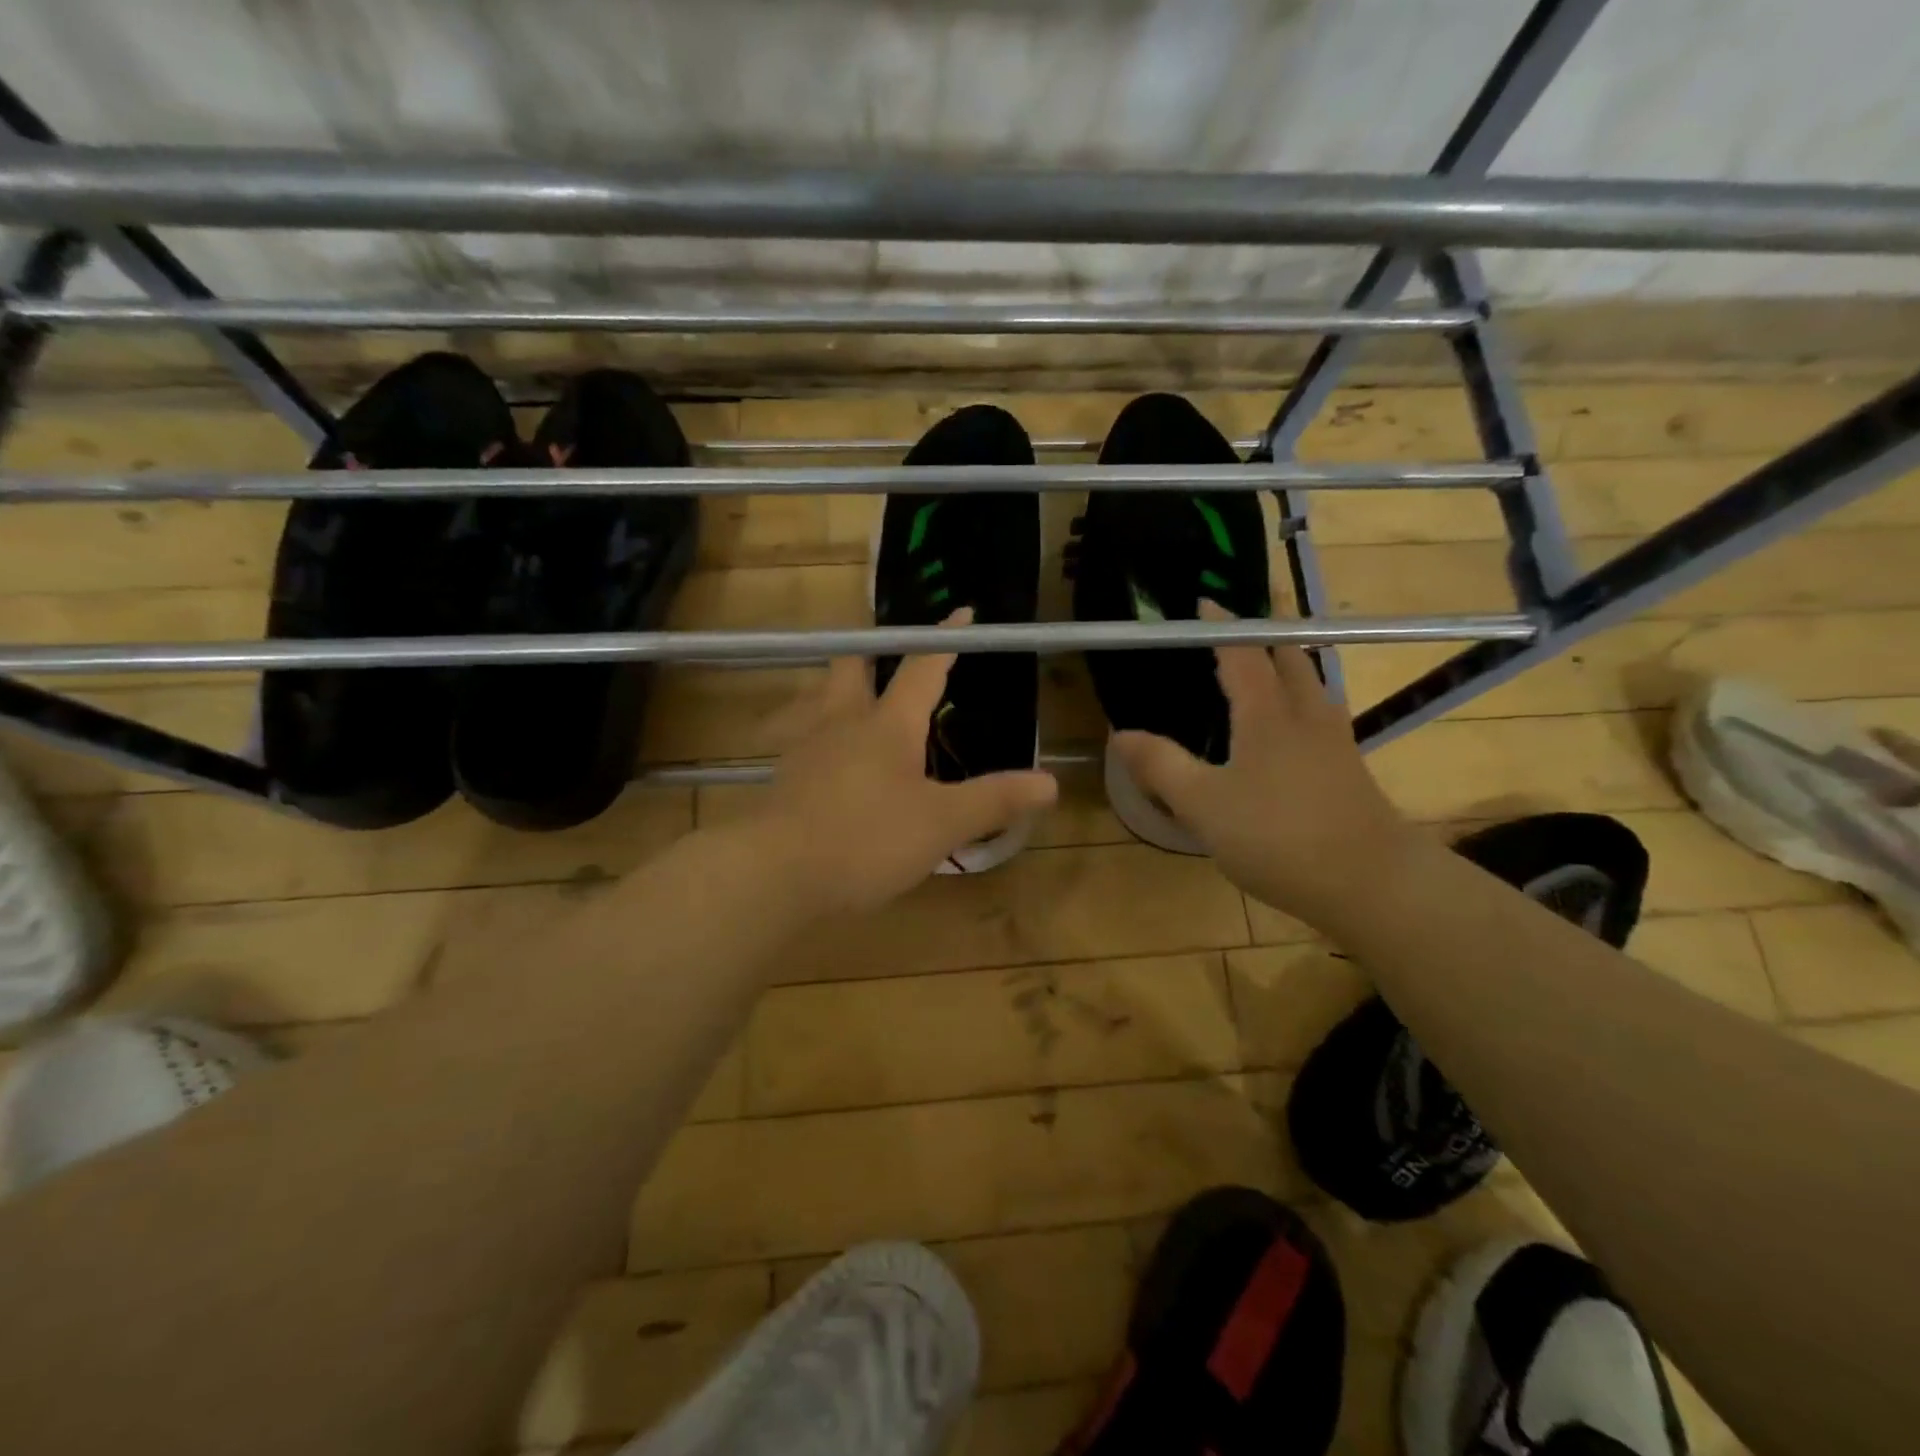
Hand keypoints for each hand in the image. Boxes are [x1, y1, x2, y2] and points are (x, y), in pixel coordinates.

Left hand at [756, 610, 1058, 914]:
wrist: (775, 873)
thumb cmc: (866, 839)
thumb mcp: (942, 823)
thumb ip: (995, 800)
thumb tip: (1050, 782)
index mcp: (888, 724)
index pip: (922, 667)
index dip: (945, 639)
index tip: (961, 612)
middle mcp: (842, 722)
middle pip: (851, 666)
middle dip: (872, 651)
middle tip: (889, 652)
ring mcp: (805, 747)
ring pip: (820, 697)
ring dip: (839, 687)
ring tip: (857, 698)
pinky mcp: (784, 778)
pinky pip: (801, 737)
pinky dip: (819, 732)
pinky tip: (827, 758)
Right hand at [1111, 615, 1424, 929]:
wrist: (1372, 882)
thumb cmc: (1279, 836)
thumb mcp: (1204, 805)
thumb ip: (1161, 766)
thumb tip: (1120, 733)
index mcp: (1267, 714)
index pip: (1243, 652)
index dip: (1221, 626)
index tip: (1203, 603)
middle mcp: (1305, 715)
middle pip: (1289, 657)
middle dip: (1264, 633)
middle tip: (1236, 627)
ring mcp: (1333, 741)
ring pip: (1310, 683)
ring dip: (1286, 663)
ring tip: (1260, 667)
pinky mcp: (1347, 768)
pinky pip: (1317, 713)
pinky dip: (1297, 698)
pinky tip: (1286, 728)